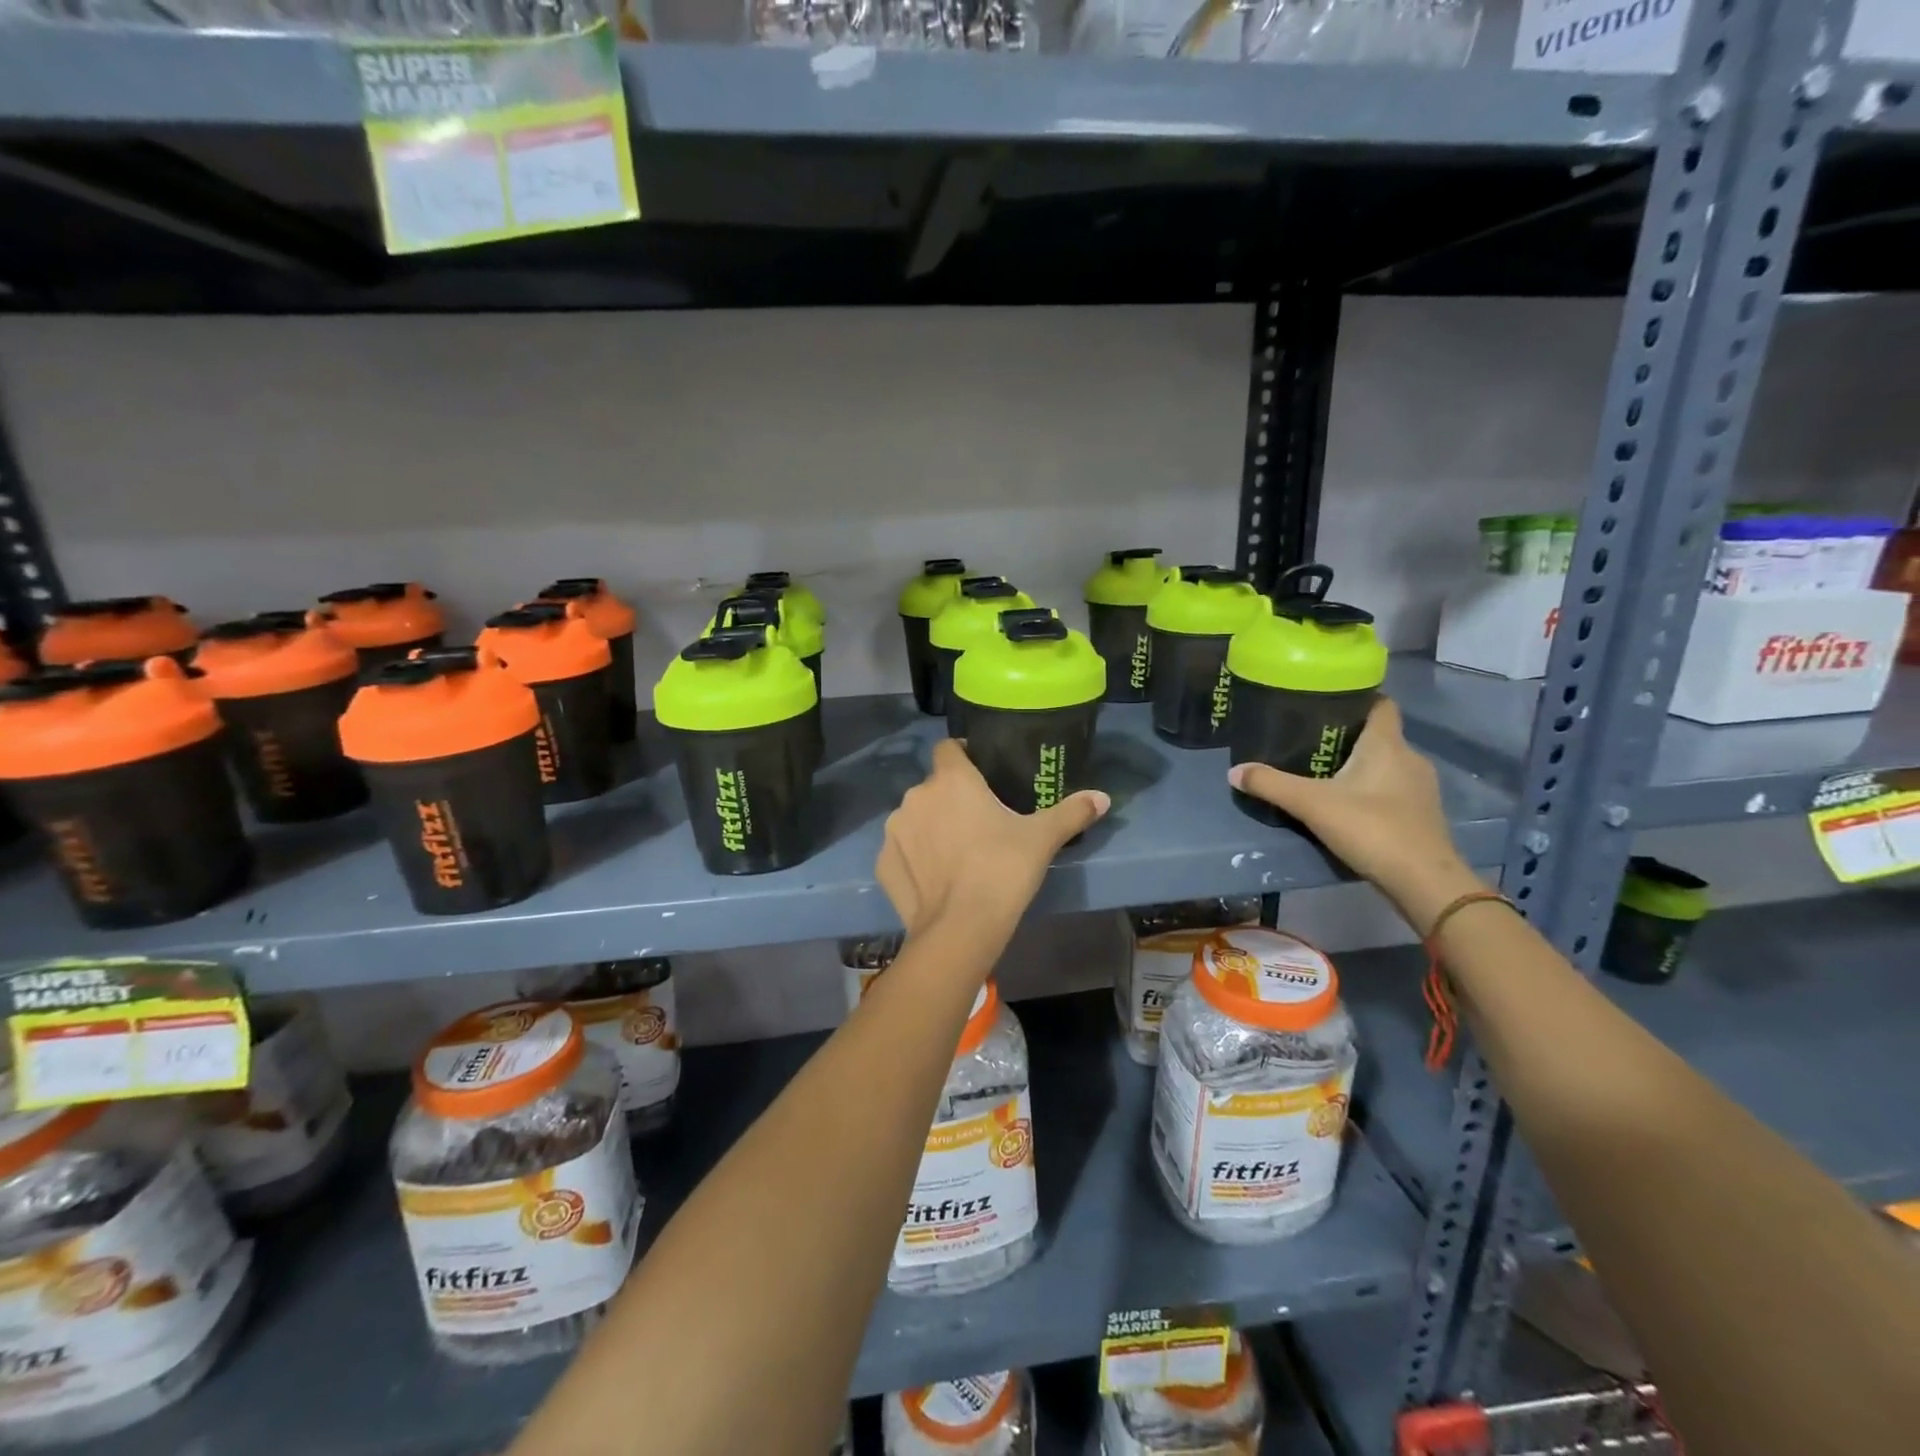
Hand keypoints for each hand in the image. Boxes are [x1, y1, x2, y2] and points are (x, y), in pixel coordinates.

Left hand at [877, 740, 1109, 942]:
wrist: (959, 930)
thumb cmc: (1002, 871)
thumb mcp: (1042, 839)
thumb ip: (1072, 812)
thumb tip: (1102, 797)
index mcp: (951, 780)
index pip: (949, 748)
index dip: (964, 755)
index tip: (982, 773)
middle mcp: (916, 797)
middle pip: (935, 787)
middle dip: (952, 799)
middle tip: (979, 823)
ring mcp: (894, 830)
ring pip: (916, 818)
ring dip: (931, 827)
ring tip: (956, 854)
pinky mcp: (882, 863)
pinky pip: (902, 851)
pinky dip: (915, 859)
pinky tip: (935, 880)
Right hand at [1227, 697, 1481, 932]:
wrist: (1424, 882)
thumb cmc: (1371, 829)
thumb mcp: (1311, 804)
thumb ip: (1271, 785)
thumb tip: (1234, 771)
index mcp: (1387, 744)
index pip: (1380, 704)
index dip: (1357, 699)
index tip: (1327, 703)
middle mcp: (1410, 758)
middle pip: (1379, 735)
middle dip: (1348, 737)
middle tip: (1311, 742)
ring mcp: (1421, 788)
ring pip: (1387, 764)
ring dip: (1360, 766)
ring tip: (1324, 774)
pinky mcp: (1423, 815)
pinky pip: (1393, 789)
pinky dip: (1372, 791)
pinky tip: (1349, 806)